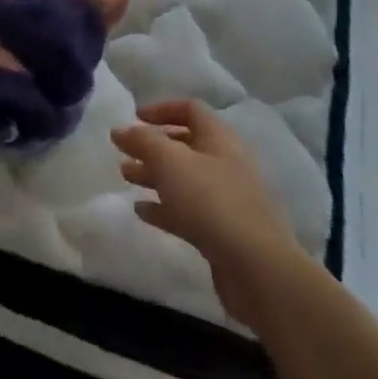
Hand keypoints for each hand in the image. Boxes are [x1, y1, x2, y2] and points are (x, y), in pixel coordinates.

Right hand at [112, 100, 308, 327]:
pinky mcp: (222, 232)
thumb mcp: (170, 161)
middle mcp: (225, 164)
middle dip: (152, 146)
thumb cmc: (211, 201)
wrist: (257, 269)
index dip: (161, 109)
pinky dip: (164, 207)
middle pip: (185, 145)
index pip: (190, 110)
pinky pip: (188, 211)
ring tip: (125, 176)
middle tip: (124, 151)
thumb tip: (120, 129)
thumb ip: (142, 141)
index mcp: (219, 139)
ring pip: (184, 179)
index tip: (134, 118)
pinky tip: (142, 211)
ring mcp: (226, 200)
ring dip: (153, 174)